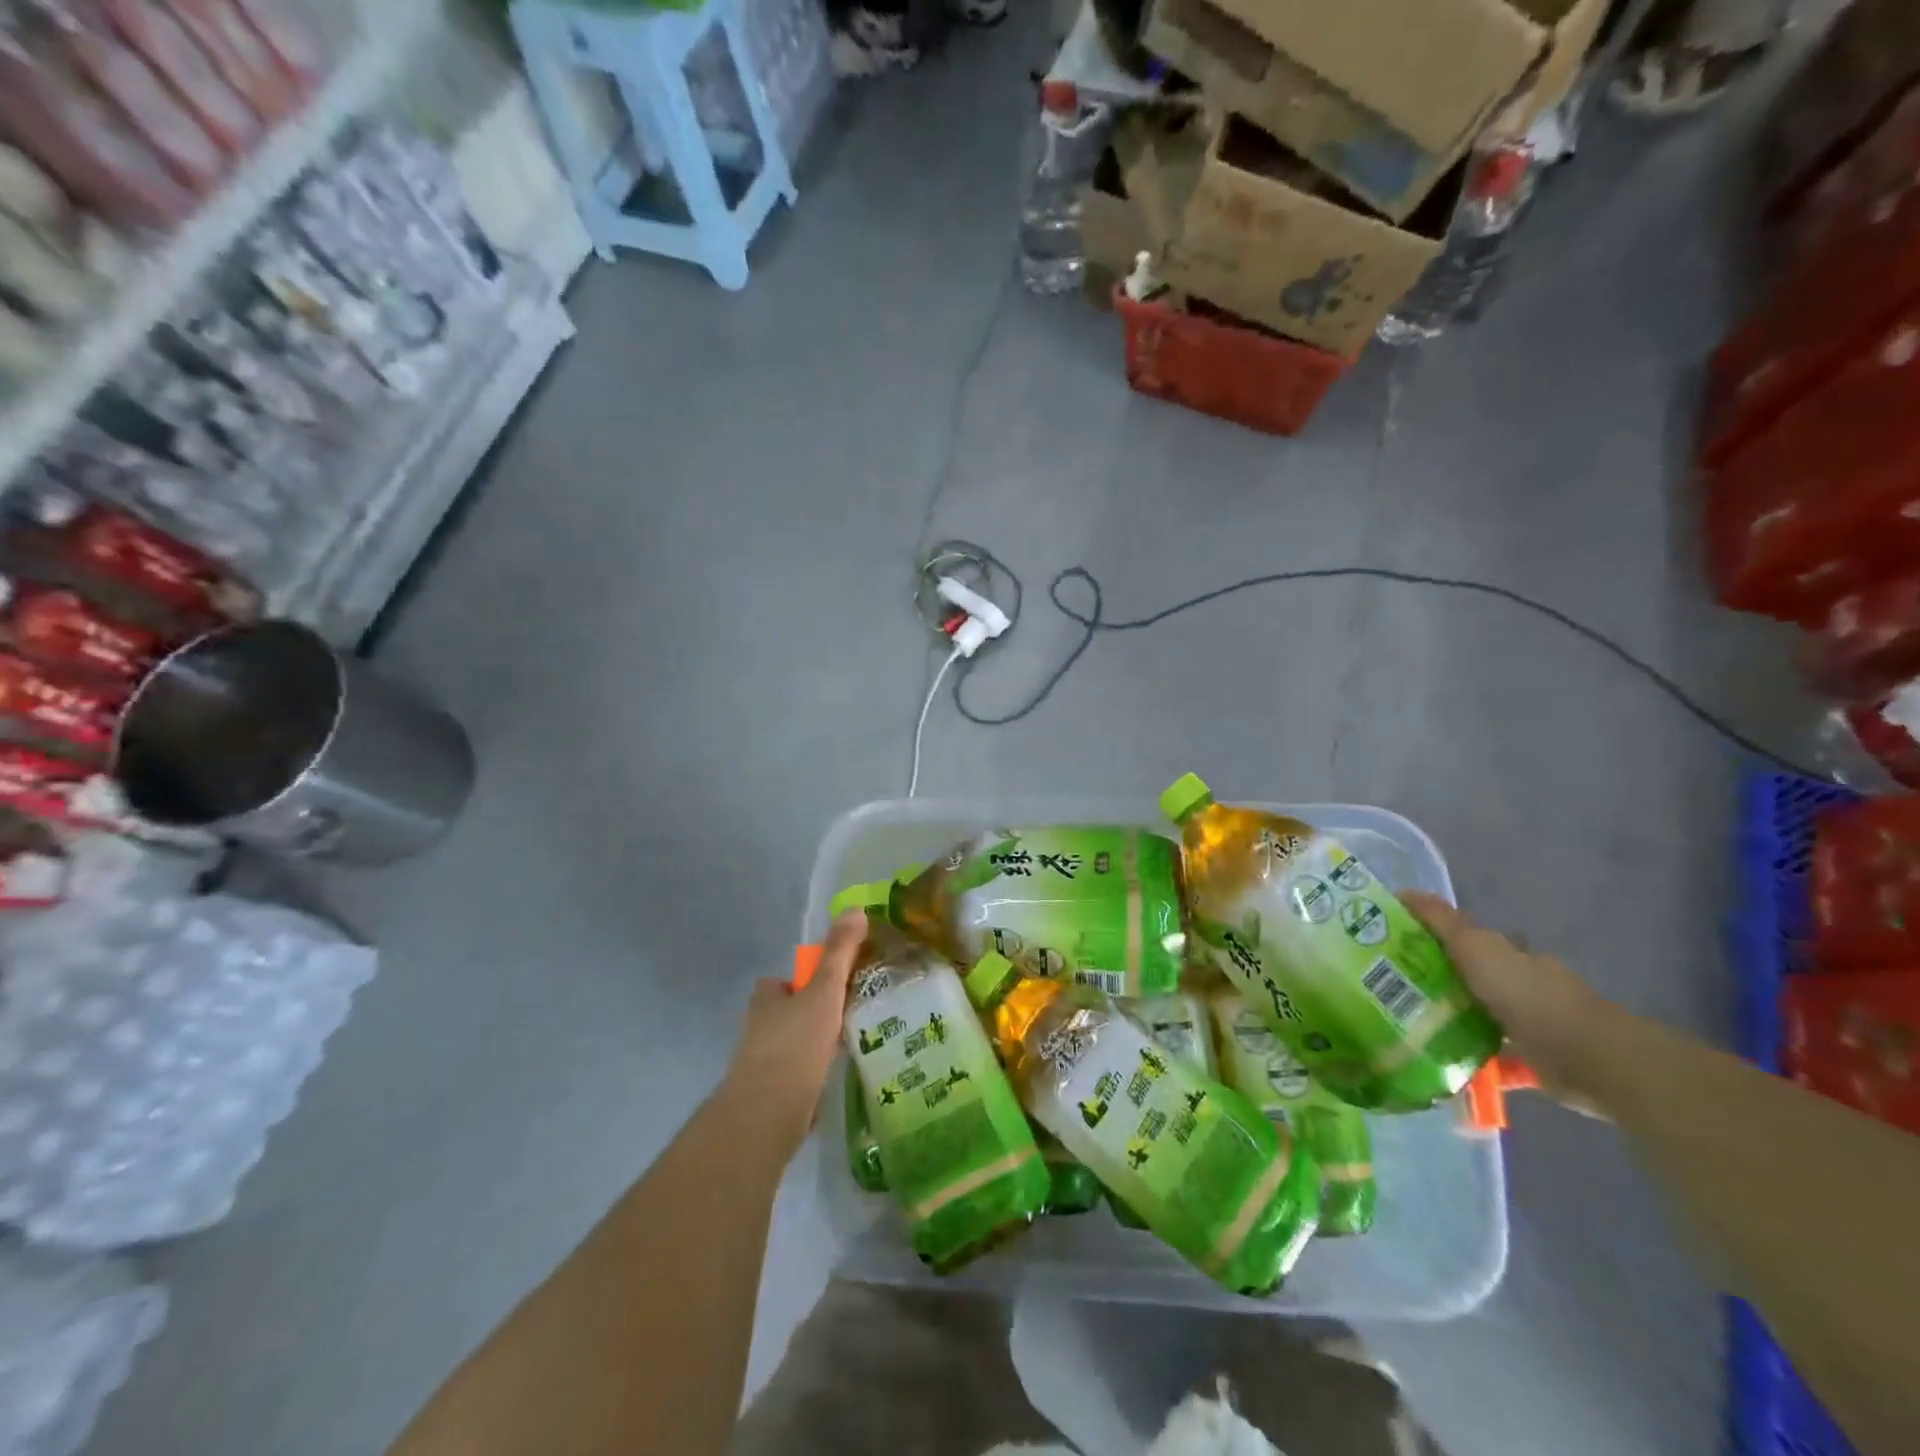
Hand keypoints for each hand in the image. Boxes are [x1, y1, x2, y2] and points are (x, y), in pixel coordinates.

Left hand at [720, 910, 865, 1152]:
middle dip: (812, 1016)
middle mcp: (758, 1029)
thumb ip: (840, 953)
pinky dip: (811, 1079)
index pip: (782, 982)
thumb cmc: (795, 1044)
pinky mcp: (769, 1098)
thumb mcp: (825, 991)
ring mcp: (761, 1066)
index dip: (805, 982)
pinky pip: (795, 1079)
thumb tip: (856, 909)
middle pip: (787, 1014)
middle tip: (849, 1018)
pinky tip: (833, 1083)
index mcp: (766, 999)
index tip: (833, 989)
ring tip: (849, 1050)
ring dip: (813, 1049)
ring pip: (792, 1047)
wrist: (766, 1115)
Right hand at [1403, 892, 1616, 1103]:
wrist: (1588, 1058)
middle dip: (1438, 980)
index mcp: (1509, 955)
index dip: (1433, 938)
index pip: (1466, 940)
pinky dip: (1472, 1059)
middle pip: (1472, 977)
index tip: (1395, 946)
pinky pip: (1494, 1057)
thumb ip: (1442, 922)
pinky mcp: (1535, 1061)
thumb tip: (1404, 891)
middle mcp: (1521, 984)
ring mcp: (1531, 1023)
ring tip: (1407, 1026)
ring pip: (1481, 1016)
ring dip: (1453, 1020)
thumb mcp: (1476, 947)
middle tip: (1389, 988)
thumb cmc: (1527, 994)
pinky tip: (1441, 1063)